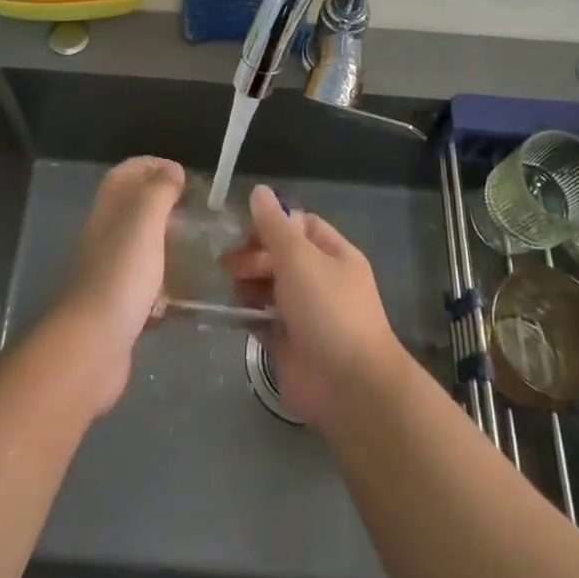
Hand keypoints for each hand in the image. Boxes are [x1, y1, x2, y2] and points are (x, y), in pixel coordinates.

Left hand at [48, 156, 185, 412]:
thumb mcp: (143, 222)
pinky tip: (187, 291)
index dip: (150, 165)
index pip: (125, 174)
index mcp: (107, 212)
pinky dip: (166, 283)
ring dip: (167, 242)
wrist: (92, 347)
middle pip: (132, 208)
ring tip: (199, 245)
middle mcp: (105, 237)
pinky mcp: (120, 307)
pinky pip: (146, 285)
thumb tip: (172, 170)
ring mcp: (111, 273)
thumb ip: (158, 191)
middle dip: (163, 202)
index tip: (183, 173)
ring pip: (140, 246)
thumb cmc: (120, 276)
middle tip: (196, 209)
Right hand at [219, 184, 408, 427]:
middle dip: (254, 255)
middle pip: (281, 256)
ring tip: (231, 287)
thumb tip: (259, 190)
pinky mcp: (289, 343)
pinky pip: (263, 319)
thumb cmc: (328, 310)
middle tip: (230, 264)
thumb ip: (274, 225)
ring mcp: (305, 313)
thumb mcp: (299, 258)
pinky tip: (231, 311)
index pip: (300, 225)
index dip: (273, 223)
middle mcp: (321, 280)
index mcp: (333, 255)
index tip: (245, 230)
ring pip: (270, 287)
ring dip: (249, 283)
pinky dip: (248, 314)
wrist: (349, 387)